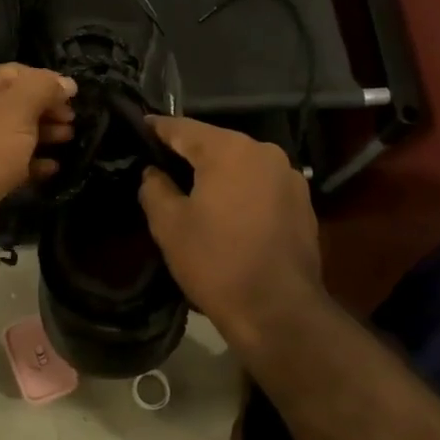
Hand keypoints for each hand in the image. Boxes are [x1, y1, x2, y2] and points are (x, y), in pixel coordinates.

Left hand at [0, 64, 75, 263]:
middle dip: (48, 109)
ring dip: (44, 136)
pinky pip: (14, 165)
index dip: (47, 81)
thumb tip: (67, 82)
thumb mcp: (16, 107)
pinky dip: (34, 164)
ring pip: (17, 135)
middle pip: (18, 104)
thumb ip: (43, 88)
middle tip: (74, 121)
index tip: (75, 96)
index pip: (17, 73)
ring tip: (70, 139)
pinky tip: (55, 168)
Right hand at [137, 116, 324, 348]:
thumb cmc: (216, 262)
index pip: (183, 128)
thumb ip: (154, 188)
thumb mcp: (169, 225)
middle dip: (187, 153)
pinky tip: (226, 214)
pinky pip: (261, 186)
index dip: (156, 129)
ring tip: (192, 191)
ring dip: (217, 174)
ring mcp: (289, 177)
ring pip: (241, 165)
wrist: (279, 311)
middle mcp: (265, 152)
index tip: (137, 129)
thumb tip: (153, 172)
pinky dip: (240, 191)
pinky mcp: (302, 203)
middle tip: (159, 166)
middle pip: (215, 143)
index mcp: (230, 150)